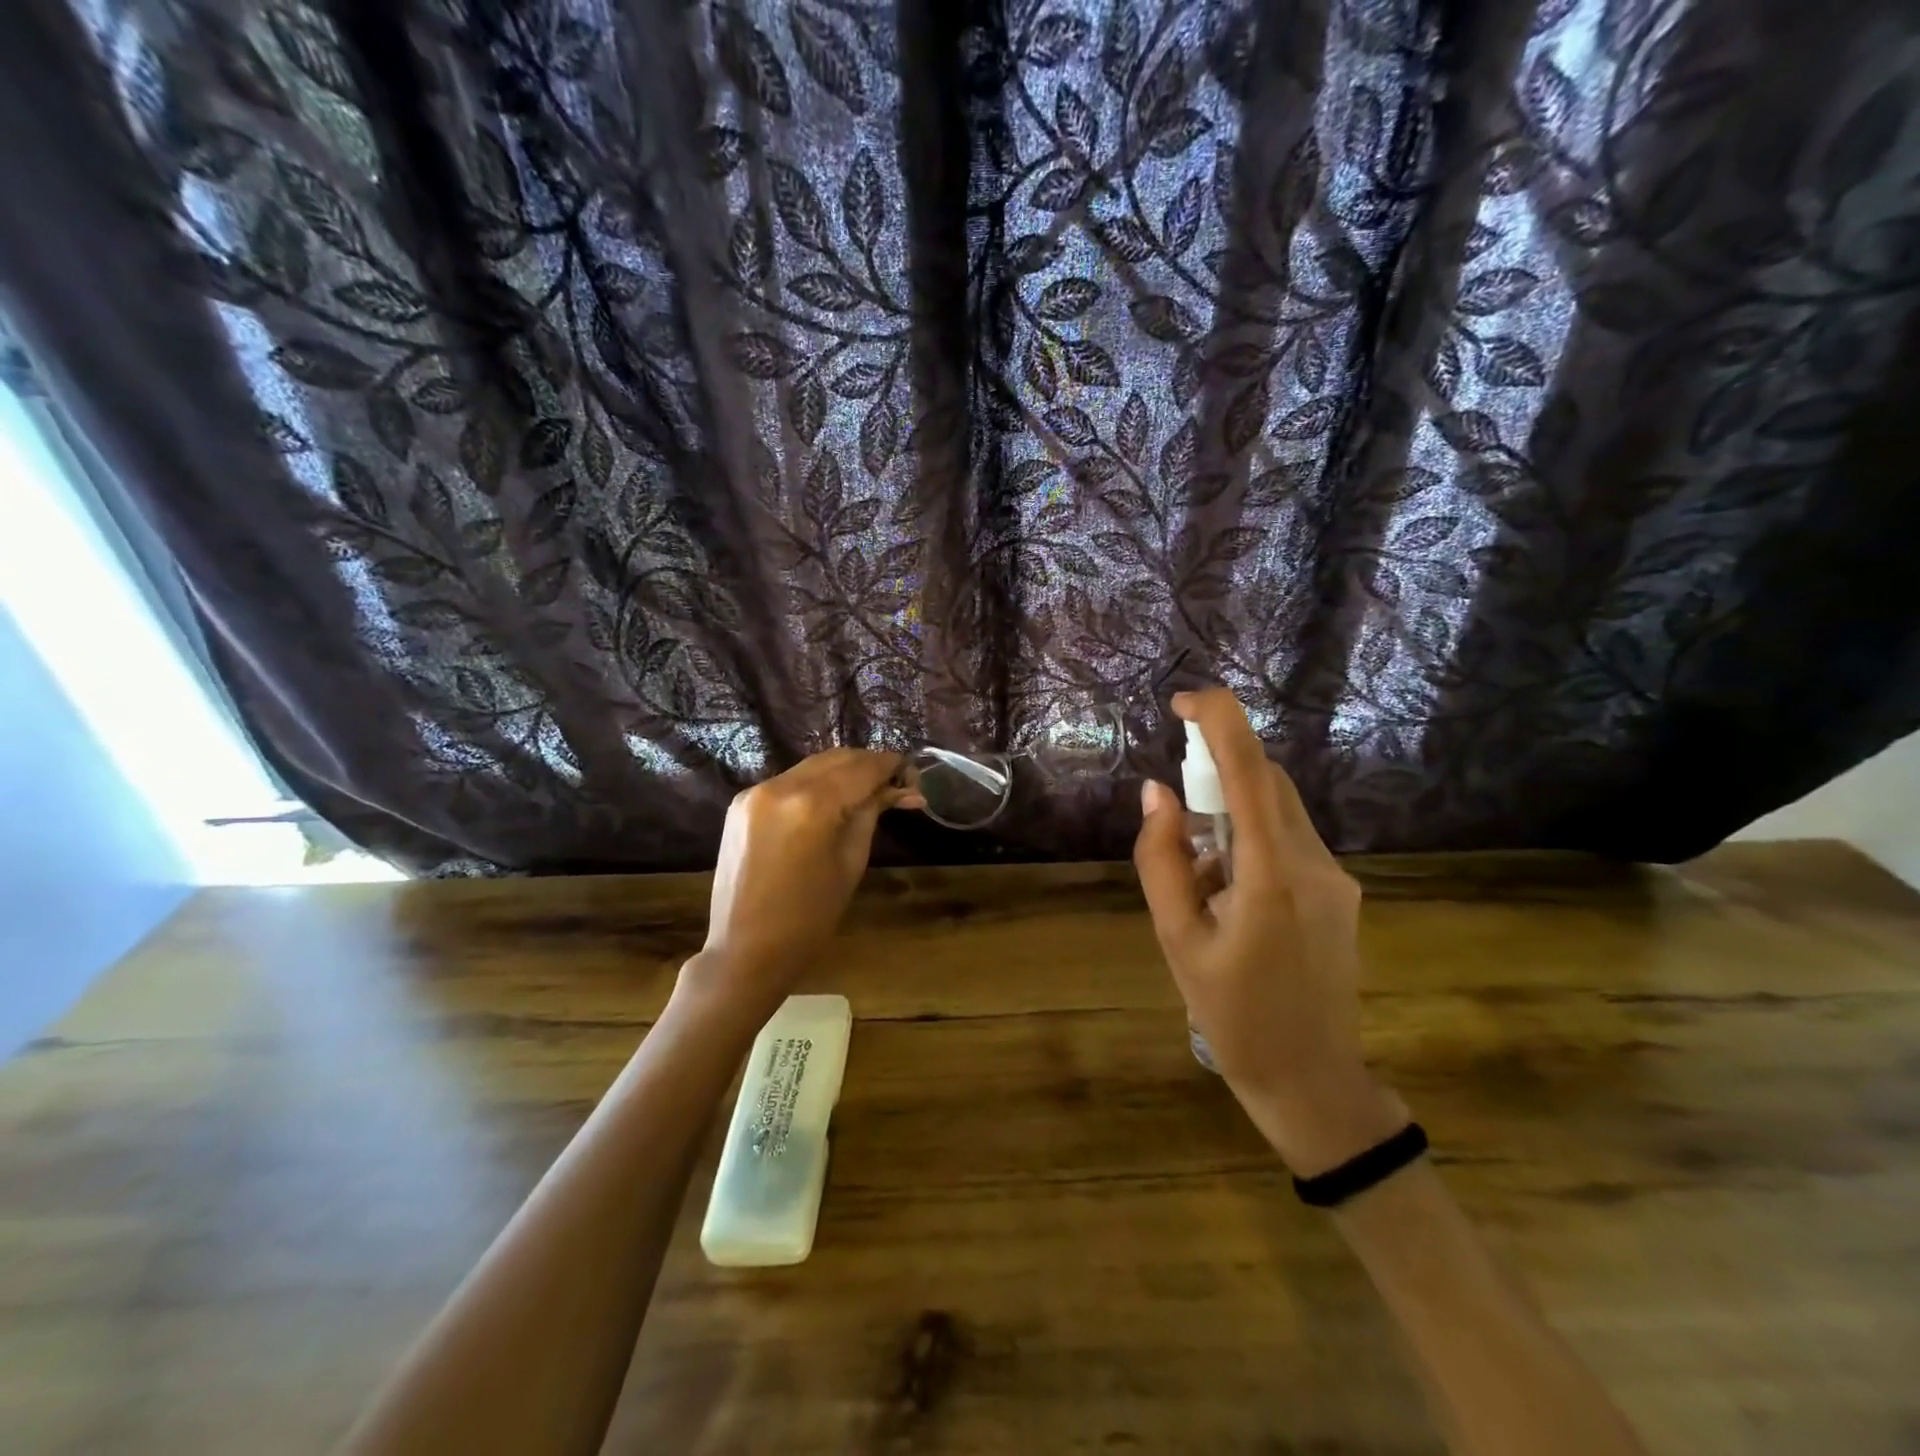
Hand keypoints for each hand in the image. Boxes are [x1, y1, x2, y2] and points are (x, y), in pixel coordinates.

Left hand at [686, 749, 920, 1019]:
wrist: (745, 950)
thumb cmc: (809, 918)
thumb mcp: (851, 863)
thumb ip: (871, 814)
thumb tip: (902, 790)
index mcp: (812, 804)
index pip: (863, 768)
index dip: (892, 765)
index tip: (914, 775)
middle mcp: (780, 786)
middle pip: (837, 758)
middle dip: (869, 765)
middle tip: (896, 784)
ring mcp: (756, 791)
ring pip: (812, 766)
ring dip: (843, 771)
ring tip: (869, 792)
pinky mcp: (741, 802)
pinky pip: (789, 781)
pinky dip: (815, 784)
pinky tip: (831, 802)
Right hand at [1133, 689, 1403, 1174]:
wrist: (1310, 1079)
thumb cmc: (1233, 1014)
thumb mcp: (1177, 938)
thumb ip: (1161, 859)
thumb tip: (1156, 794)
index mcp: (1272, 875)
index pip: (1252, 772)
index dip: (1221, 721)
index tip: (1185, 700)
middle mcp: (1315, 863)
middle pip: (1269, 782)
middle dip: (1218, 771)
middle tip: (1174, 812)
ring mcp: (1336, 878)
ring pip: (1279, 810)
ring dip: (1232, 812)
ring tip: (1200, 878)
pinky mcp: (1340, 893)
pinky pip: (1289, 840)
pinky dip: (1251, 840)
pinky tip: (1229, 895)